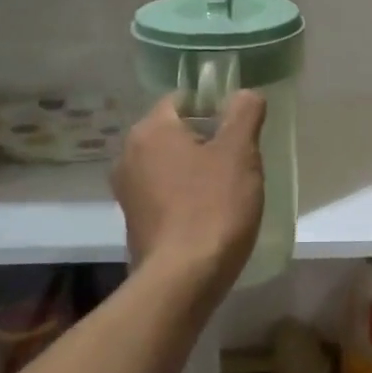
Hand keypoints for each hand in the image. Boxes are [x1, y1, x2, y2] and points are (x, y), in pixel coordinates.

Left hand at [112, 91, 266, 294]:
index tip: (239, 129)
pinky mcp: (134, 221)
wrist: (183, 279)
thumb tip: (244, 93)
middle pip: (175, 131)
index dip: (214, 107)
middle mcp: (129, 154)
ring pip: (169, 164)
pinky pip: (164, 193)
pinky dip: (184, 195)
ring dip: (196, 169)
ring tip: (227, 189)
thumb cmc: (213, 206)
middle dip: (207, 140)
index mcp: (150, 130)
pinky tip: (209, 214)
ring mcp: (127, 191)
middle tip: (240, 160)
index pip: (182, 99)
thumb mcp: (239, 152)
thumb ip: (244, 113)